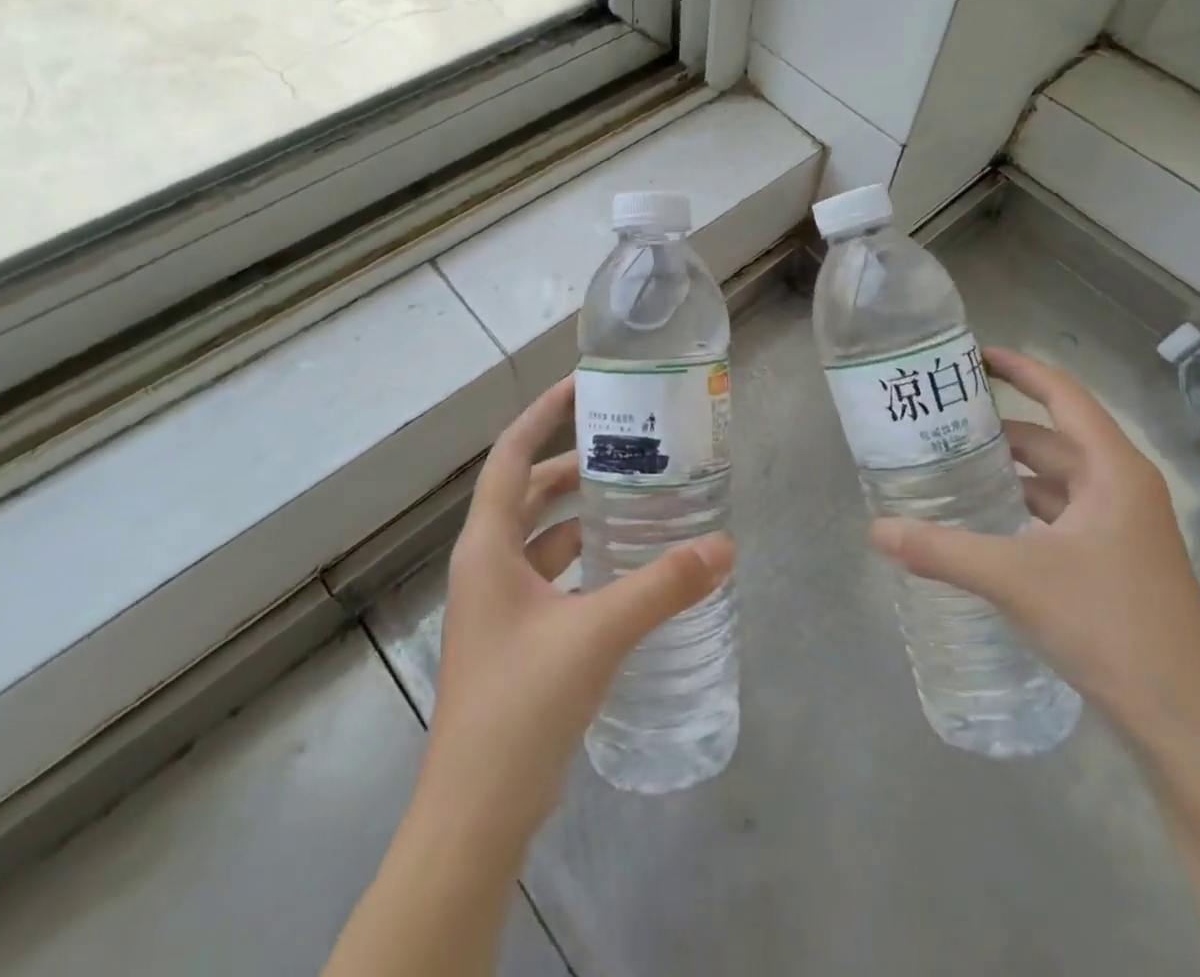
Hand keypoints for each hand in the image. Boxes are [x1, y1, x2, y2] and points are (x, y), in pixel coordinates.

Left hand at [421, 375, 735, 845]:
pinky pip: (551, 575)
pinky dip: (584, 558)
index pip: (510, 456)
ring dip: (581, 513)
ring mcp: (498, 605)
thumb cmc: (521, 704)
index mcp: (487, 547)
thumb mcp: (597, 633)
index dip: (542, 414)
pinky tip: (626, 565)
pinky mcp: (516, 637)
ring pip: (541, 536)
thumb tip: (724, 548)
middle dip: (573, 464)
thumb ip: (663, 586)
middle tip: (629, 446)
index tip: (582, 385)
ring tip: (637, 497)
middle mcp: (486, 565)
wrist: (475, 815)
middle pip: (529, 492)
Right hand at [869, 346, 1199, 741]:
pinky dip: (1023, 506)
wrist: (1187, 724)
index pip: (1063, 396)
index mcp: (1113, 471)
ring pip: (1056, 480)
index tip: (974, 356)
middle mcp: (1122, 488)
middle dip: (999, 428)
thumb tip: (876, 530)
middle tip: (941, 420)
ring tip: (952, 465)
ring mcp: (1123, 527)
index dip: (1021, 369)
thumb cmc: (1111, 629)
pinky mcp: (1117, 560)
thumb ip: (942, 551)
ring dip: (1010, 471)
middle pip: (1052, 438)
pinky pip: (1061, 514)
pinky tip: (986, 520)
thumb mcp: (1017, 581)